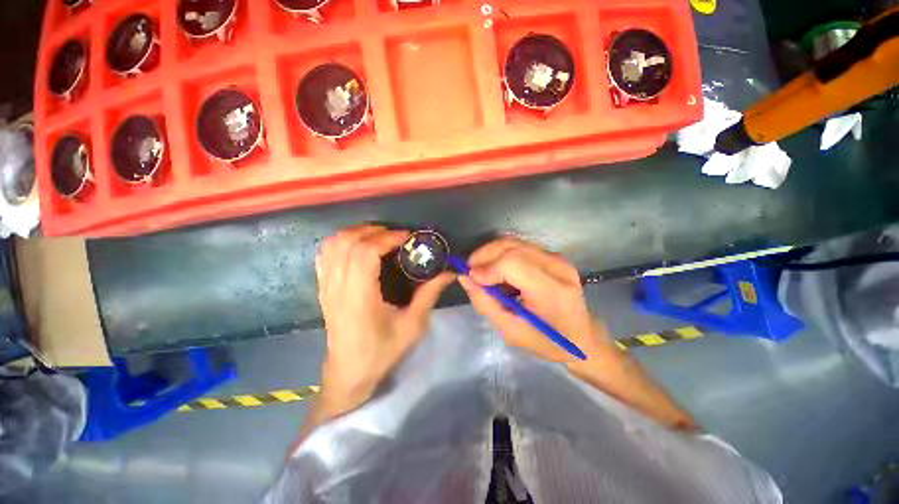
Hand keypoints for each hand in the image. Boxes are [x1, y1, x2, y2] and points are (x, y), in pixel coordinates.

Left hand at [315, 225, 453, 419]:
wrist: (350, 372)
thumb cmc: (382, 351)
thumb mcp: (413, 325)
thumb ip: (429, 294)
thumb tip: (449, 272)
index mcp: (359, 297)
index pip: (365, 253)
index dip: (387, 238)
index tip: (407, 237)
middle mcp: (337, 287)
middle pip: (347, 243)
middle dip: (374, 231)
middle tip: (396, 236)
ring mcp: (326, 286)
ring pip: (333, 245)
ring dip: (357, 233)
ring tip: (379, 237)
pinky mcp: (322, 288)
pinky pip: (325, 254)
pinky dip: (341, 241)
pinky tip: (357, 245)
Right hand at [459, 237, 616, 363]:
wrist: (582, 336)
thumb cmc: (547, 341)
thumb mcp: (511, 330)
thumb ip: (485, 303)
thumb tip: (465, 278)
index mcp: (551, 291)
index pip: (512, 263)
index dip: (487, 267)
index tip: (470, 278)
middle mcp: (557, 267)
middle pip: (511, 247)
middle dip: (484, 255)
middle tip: (471, 271)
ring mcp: (557, 258)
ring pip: (514, 242)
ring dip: (491, 253)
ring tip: (481, 271)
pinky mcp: (553, 256)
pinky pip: (520, 246)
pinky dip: (502, 254)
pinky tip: (497, 270)